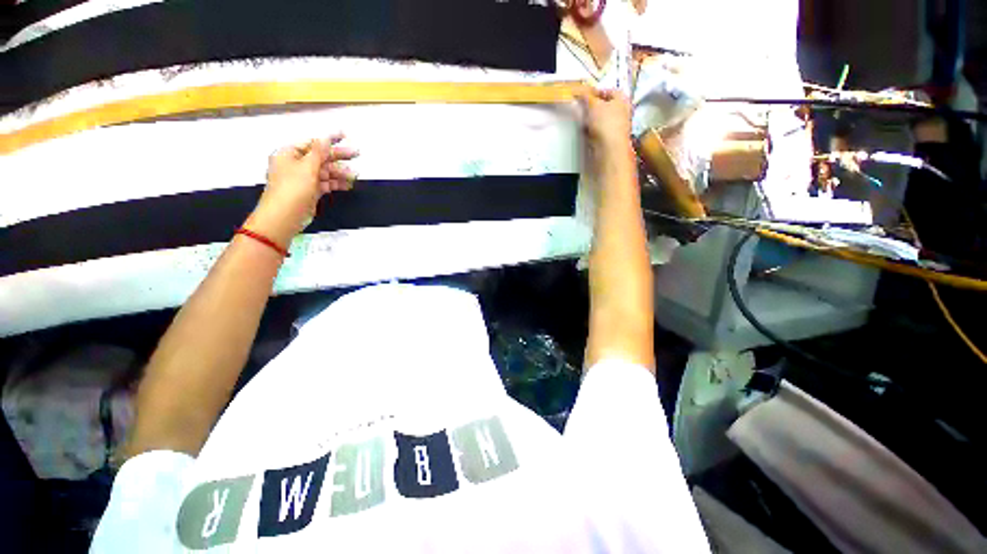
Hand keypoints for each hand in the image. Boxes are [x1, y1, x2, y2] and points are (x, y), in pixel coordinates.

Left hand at [246, 133, 358, 245]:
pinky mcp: (310, 191)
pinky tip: (348, 185)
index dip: (329, 139)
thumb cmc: (293, 189)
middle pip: (321, 157)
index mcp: (290, 154)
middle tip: (356, 153)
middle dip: (338, 156)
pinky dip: (336, 183)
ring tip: (355, 175)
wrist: (284, 217)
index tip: (345, 135)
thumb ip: (318, 152)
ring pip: (325, 171)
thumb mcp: (306, 167)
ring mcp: (304, 178)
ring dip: (340, 172)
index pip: (313, 142)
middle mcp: (296, 164)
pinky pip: (325, 183)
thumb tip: (325, 138)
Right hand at [577, 89, 634, 186]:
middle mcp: (623, 111)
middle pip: (606, 105)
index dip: (596, 92)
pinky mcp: (612, 139)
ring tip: (584, 121)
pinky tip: (587, 133)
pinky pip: (601, 131)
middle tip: (583, 108)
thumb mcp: (593, 106)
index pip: (609, 90)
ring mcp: (618, 126)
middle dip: (594, 107)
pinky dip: (594, 130)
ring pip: (603, 119)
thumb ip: (587, 98)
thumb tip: (581, 92)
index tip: (585, 96)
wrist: (610, 148)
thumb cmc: (605, 123)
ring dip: (593, 119)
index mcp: (622, 99)